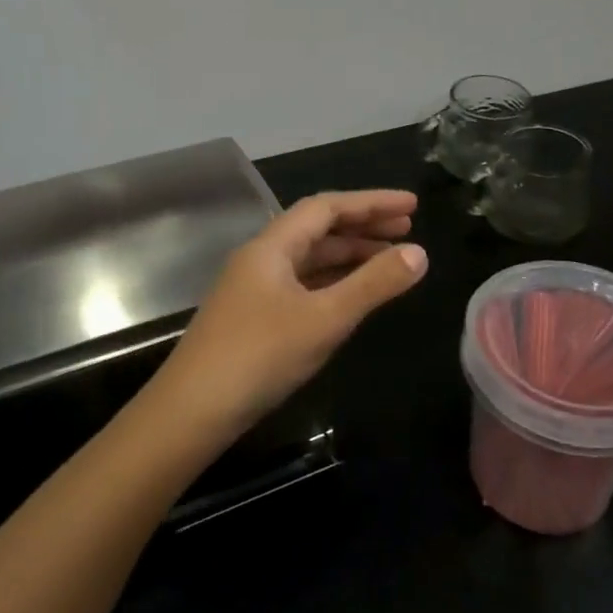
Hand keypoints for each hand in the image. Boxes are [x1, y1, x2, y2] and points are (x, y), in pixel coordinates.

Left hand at [143, 191, 428, 444]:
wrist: (192, 410)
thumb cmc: (260, 356)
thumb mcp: (324, 319)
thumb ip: (373, 284)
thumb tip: (419, 253)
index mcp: (271, 247)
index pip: (326, 207)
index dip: (371, 202)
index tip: (412, 206)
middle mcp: (260, 259)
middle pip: (317, 230)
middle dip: (363, 226)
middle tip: (408, 230)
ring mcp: (254, 289)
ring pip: (309, 260)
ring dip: (349, 256)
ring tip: (390, 261)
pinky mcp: (253, 318)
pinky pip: (301, 286)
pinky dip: (332, 283)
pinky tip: (352, 296)